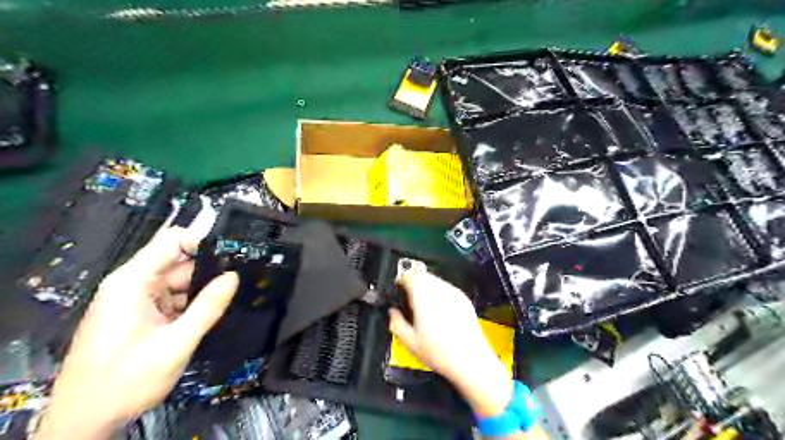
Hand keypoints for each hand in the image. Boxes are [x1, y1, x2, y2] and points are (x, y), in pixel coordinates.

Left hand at [34, 229, 238, 438]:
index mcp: (133, 282)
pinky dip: (192, 305)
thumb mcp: (176, 343)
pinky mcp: (141, 315)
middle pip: (179, 263)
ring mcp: (136, 301)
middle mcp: (133, 285)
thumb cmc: (126, 380)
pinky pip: (173, 299)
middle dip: (209, 271)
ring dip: (202, 291)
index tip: (234, 252)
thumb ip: (207, 307)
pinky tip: (210, 313)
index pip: (172, 241)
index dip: (203, 240)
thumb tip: (233, 277)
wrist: (85, 421)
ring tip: (229, 299)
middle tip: (240, 280)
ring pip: (179, 283)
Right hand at [388, 272, 512, 418]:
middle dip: (412, 284)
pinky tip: (438, 313)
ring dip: (426, 288)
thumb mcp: (409, 341)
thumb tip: (391, 313)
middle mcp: (439, 289)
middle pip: (421, 275)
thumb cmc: (441, 352)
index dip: (399, 282)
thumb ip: (395, 322)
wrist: (471, 360)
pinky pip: (447, 289)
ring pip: (435, 280)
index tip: (396, 291)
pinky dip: (439, 294)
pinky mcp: (464, 299)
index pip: (408, 275)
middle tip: (407, 301)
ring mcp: (453, 292)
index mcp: (423, 295)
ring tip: (422, 308)